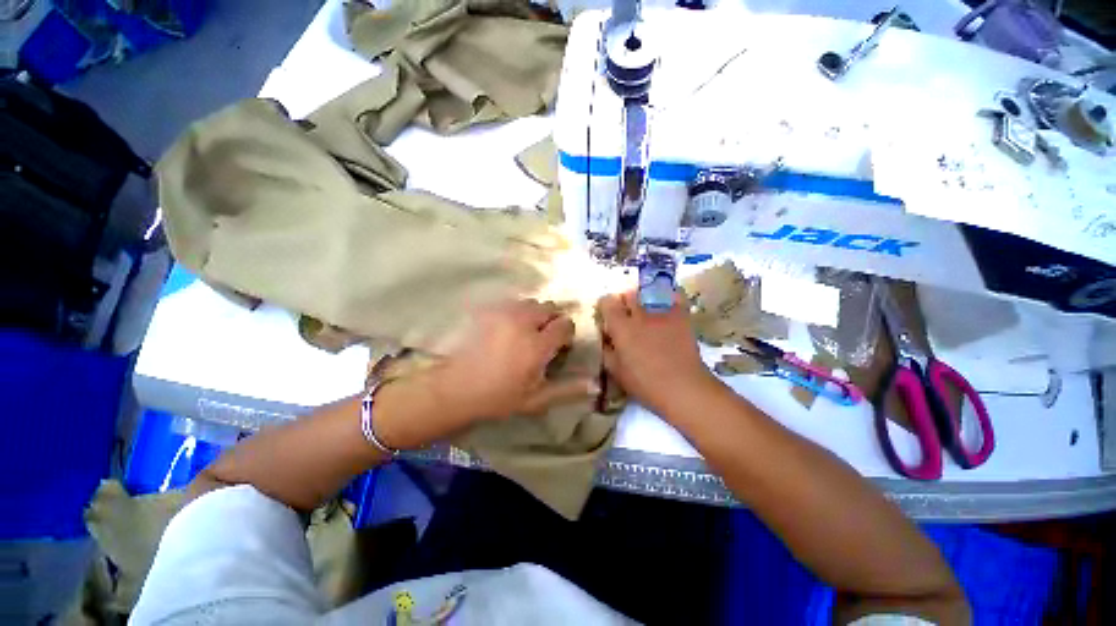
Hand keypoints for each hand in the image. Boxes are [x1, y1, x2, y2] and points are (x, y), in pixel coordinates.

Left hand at [433, 299, 598, 422]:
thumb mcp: (536, 399)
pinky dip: (518, 311)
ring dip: (536, 313)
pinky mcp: (489, 312)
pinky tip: (510, 327)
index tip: (561, 344)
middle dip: (553, 319)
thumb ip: (567, 390)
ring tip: (527, 330)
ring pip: (531, 302)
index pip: (565, 325)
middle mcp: (524, 323)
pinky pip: (512, 303)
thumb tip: (595, 386)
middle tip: (545, 336)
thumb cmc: (499, 397)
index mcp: (538, 345)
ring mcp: (504, 314)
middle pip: (549, 307)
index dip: (567, 332)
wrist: (457, 388)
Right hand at [598, 291, 719, 417]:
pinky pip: (674, 298)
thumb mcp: (617, 371)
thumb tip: (605, 339)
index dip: (605, 305)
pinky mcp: (680, 316)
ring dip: (644, 300)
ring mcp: (661, 313)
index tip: (606, 314)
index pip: (607, 302)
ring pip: (649, 296)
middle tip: (626, 313)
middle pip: (628, 295)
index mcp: (621, 327)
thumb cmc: (644, 383)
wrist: (682, 386)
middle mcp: (639, 314)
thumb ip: (607, 351)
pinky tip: (668, 305)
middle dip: (624, 301)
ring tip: (646, 311)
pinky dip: (669, 298)